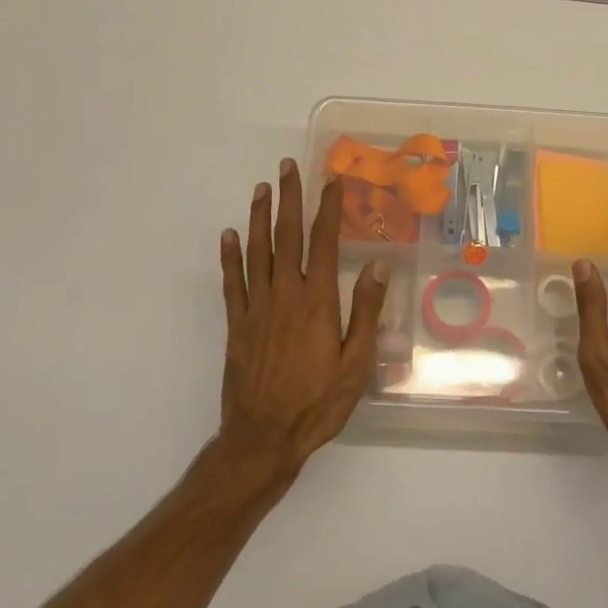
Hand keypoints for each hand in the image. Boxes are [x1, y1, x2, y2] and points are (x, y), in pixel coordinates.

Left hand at [218, 159, 389, 473]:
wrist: (262, 440)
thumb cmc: (318, 404)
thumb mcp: (357, 363)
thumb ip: (365, 311)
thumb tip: (377, 265)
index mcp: (317, 301)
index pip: (323, 242)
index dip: (328, 208)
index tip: (332, 181)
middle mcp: (285, 295)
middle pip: (287, 236)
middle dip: (290, 198)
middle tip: (287, 167)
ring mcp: (256, 308)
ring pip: (257, 251)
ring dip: (260, 217)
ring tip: (261, 188)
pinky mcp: (236, 325)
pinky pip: (231, 283)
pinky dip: (230, 256)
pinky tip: (229, 235)